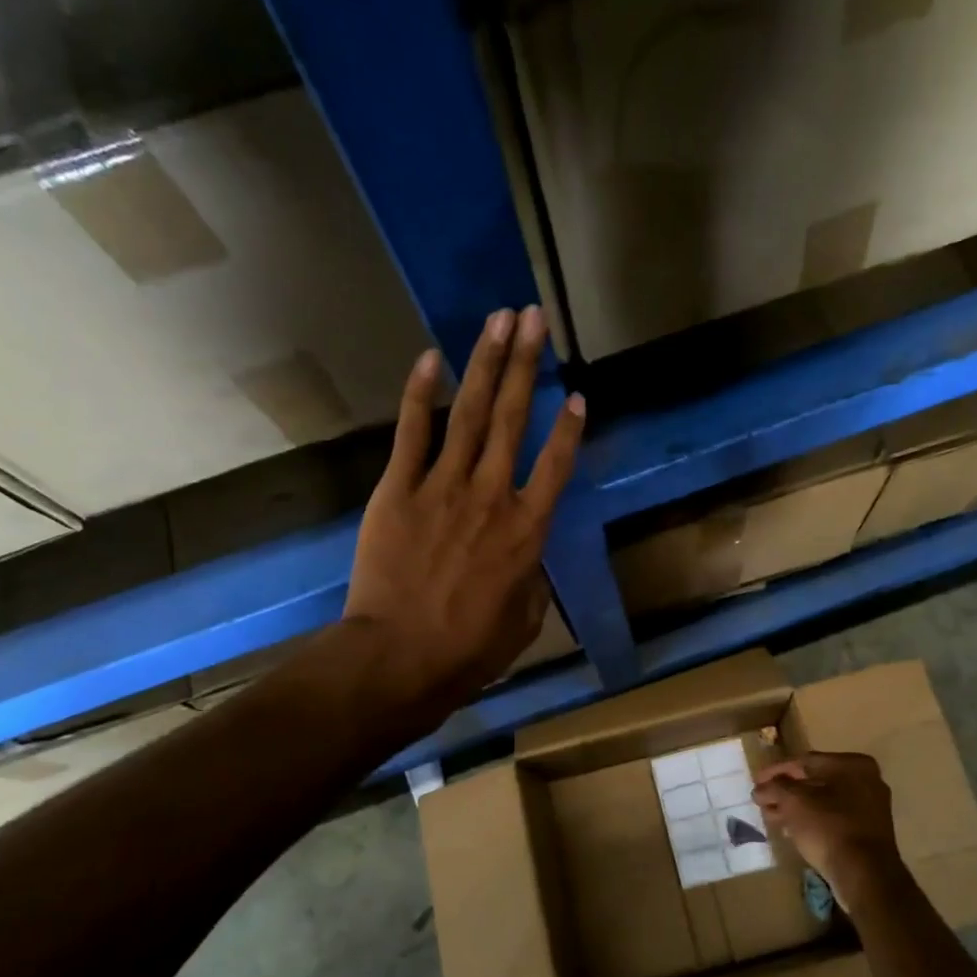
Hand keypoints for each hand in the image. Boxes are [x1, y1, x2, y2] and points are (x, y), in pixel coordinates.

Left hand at [344, 306, 583, 714]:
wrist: (400, 658)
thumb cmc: (469, 649)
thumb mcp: (523, 621)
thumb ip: (532, 580)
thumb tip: (526, 559)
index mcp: (528, 531)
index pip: (558, 466)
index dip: (570, 428)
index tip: (577, 394)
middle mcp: (493, 496)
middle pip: (514, 419)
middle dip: (526, 364)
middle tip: (534, 317)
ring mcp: (443, 487)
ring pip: (469, 413)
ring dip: (486, 362)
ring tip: (499, 319)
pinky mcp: (398, 490)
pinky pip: (412, 433)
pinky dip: (420, 394)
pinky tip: (430, 357)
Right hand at [753, 752, 905, 910]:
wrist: (864, 876)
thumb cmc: (829, 828)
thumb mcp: (794, 802)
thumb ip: (775, 788)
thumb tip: (761, 788)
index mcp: (853, 765)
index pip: (805, 761)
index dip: (776, 771)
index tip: (756, 781)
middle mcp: (866, 781)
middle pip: (815, 781)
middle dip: (785, 791)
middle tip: (761, 799)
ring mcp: (870, 808)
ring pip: (822, 802)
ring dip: (795, 807)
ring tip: (769, 816)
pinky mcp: (867, 833)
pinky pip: (832, 819)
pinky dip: (810, 821)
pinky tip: (789, 830)